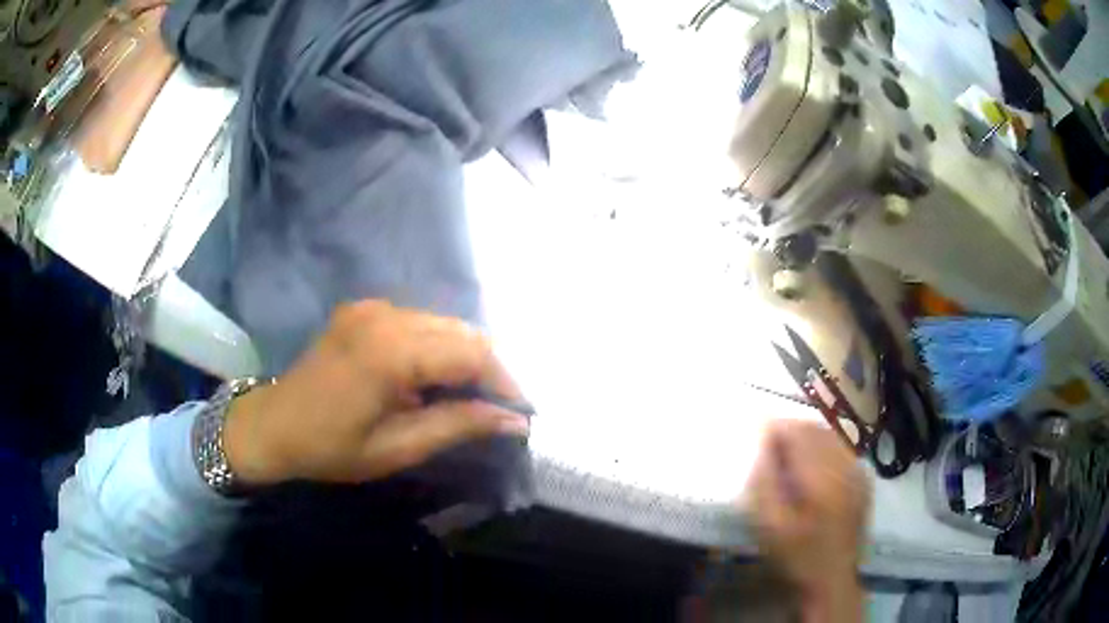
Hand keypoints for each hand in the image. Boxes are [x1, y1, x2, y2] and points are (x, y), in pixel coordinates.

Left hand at [223, 300, 529, 486]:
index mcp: (391, 350)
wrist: (273, 425)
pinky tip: (434, 378)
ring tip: (471, 397)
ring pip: (443, 324)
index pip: (471, 354)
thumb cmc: (331, 447)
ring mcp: (373, 307)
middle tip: (499, 409)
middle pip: (462, 332)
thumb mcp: (397, 447)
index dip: (504, 382)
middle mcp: (386, 315)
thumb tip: (513, 421)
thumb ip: (457, 425)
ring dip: (465, 357)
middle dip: (489, 369)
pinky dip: (438, 348)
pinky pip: (418, 323)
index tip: (521, 413)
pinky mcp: (364, 310)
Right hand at [748, 420, 870, 621]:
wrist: (831, 579)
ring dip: (808, 436)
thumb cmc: (795, 555)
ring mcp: (857, 472)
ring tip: (789, 451)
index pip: (797, 432)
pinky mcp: (863, 481)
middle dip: (791, 429)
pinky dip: (825, 447)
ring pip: (831, 436)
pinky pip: (843, 449)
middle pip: (815, 429)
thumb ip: (764, 481)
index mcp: (820, 477)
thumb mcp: (769, 525)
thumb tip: (763, 444)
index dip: (776, 427)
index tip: (758, 432)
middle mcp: (844, 467)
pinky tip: (813, 465)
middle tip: (770, 442)